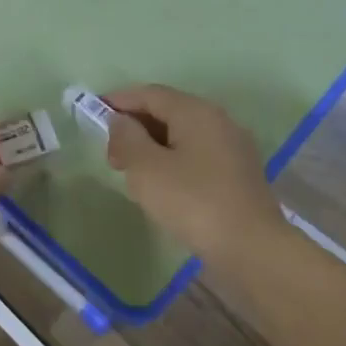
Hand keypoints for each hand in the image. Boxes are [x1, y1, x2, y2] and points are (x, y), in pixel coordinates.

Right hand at [104, 85, 285, 262]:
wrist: (253, 251)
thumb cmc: (193, 201)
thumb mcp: (145, 167)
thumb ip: (126, 137)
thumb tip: (121, 122)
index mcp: (195, 112)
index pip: (149, 94)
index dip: (118, 100)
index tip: (93, 114)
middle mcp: (218, 121)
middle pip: (167, 112)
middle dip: (135, 127)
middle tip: (111, 152)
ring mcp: (232, 149)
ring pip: (181, 135)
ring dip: (152, 146)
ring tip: (131, 172)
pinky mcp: (238, 175)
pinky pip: (196, 155)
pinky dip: (172, 161)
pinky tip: (161, 186)